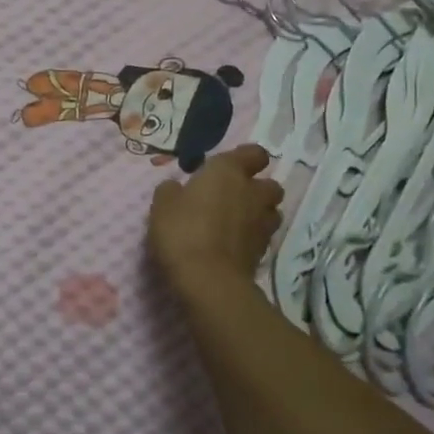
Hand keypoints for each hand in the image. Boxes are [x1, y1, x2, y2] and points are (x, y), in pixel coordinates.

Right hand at [148, 145, 283, 299]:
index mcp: (228, 172)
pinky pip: (263, 236)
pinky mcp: (264, 251)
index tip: (227, 168)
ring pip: (271, 211)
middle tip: (231, 198)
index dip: (245, 159)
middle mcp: (252, 192)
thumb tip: (177, 188)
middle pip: (270, 184)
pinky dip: (252, 237)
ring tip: (235, 223)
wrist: (208, 280)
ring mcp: (262, 223)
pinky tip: (232, 245)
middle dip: (256, 189)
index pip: (254, 153)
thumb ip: (171, 190)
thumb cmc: (182, 231)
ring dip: (258, 213)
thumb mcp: (162, 205)